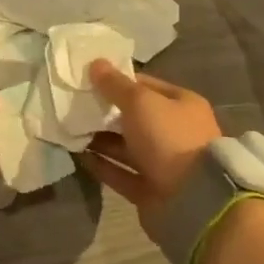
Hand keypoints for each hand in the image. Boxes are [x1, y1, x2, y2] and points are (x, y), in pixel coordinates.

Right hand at [82, 62, 221, 229]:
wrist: (193, 201)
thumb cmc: (169, 138)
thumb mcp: (140, 101)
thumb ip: (115, 84)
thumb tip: (95, 63)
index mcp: (181, 105)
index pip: (145, 85)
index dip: (118, 80)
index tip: (88, 78)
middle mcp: (174, 133)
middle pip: (134, 117)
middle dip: (105, 111)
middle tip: (74, 104)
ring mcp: (163, 163)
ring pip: (125, 146)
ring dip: (99, 138)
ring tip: (69, 128)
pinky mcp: (150, 190)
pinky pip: (120, 173)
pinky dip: (101, 164)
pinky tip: (78, 155)